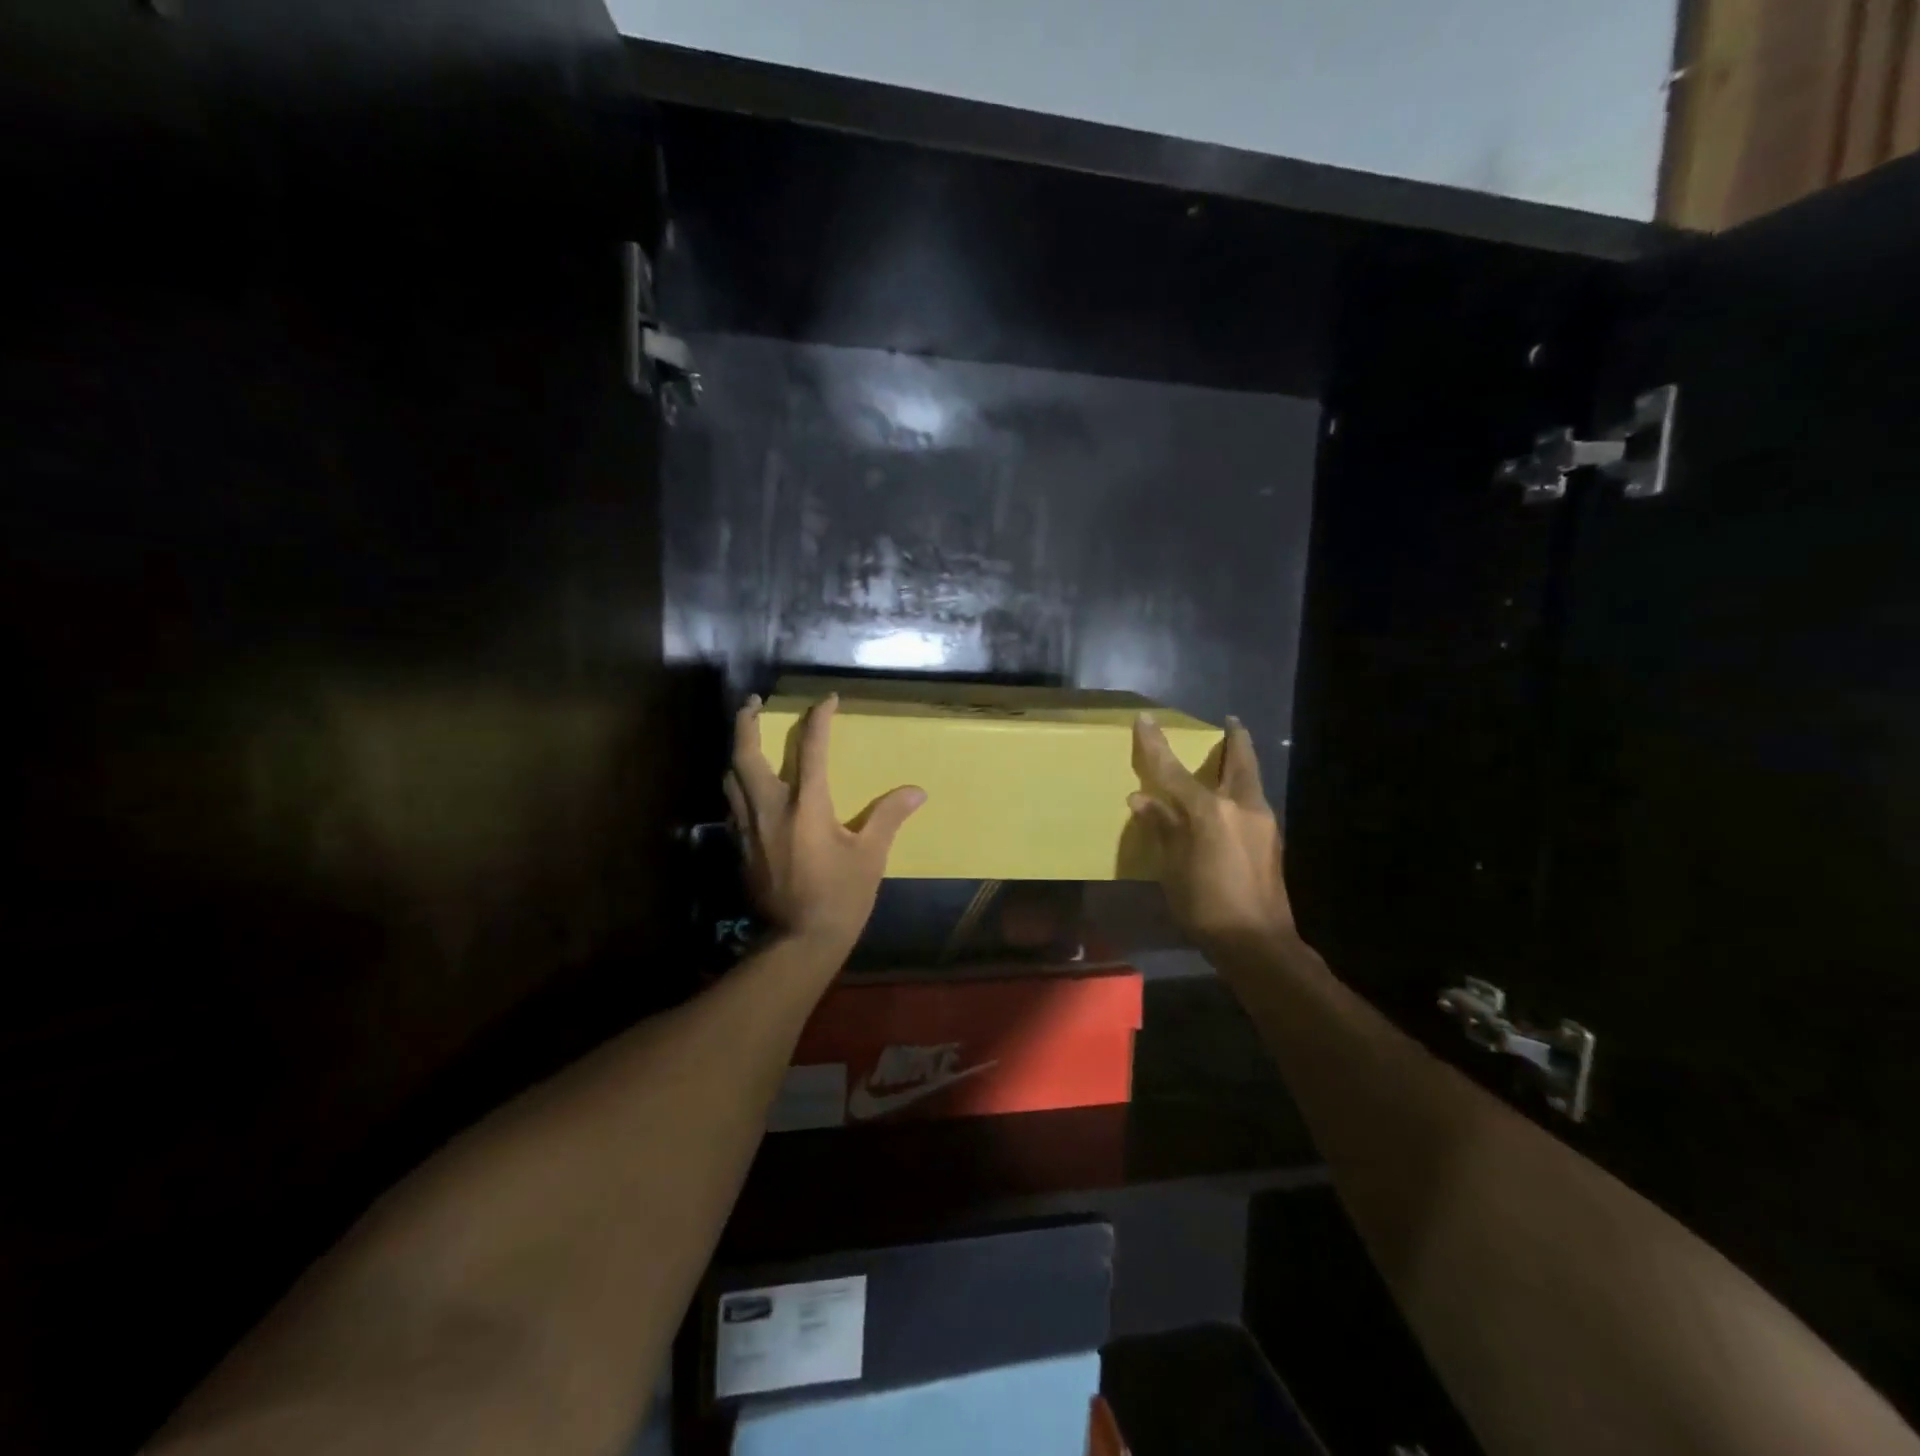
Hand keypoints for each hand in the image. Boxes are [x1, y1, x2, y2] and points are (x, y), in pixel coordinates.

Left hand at [724, 693, 926, 956]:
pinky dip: (738, 785)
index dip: (819, 719)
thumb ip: (888, 817)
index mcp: (807, 806)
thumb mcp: (870, 857)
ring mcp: (749, 828)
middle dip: (747, 723)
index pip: (811, 749)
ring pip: (731, 778)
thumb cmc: (840, 897)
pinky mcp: (740, 847)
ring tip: (748, 740)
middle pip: (746, 755)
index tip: (827, 699)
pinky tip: (748, 789)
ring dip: (737, 752)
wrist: (798, 942)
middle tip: (752, 703)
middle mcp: (770, 809)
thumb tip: (916, 791)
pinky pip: (733, 804)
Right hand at [1129, 714, 1293, 951]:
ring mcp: (1263, 821)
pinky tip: (1231, 800)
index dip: (1156, 745)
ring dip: (1240, 762)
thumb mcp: (1172, 866)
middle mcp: (1241, 805)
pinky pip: (1253, 799)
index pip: (1174, 771)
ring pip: (1251, 779)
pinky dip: (1242, 788)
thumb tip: (1142, 798)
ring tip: (1230, 755)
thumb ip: (1161, 827)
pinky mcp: (1271, 839)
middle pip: (1239, 760)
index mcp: (1210, 811)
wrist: (1257, 941)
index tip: (1146, 720)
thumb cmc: (1205, 904)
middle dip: (1234, 738)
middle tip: (1229, 722)